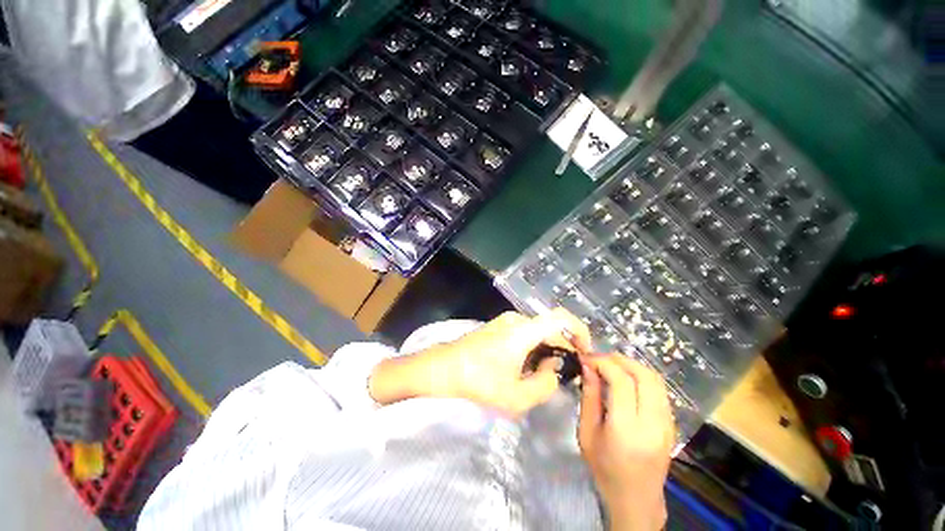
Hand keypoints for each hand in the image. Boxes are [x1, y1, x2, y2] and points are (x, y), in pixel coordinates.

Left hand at [369, 309, 591, 416]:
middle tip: (563, 377)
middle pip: (550, 329)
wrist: (442, 368)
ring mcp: (505, 322)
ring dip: (545, 352)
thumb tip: (554, 368)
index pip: (561, 318)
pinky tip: (523, 370)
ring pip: (536, 333)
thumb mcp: (517, 396)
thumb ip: (546, 384)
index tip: (586, 352)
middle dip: (561, 351)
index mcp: (523, 330)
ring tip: (540, 378)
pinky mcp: (497, 328)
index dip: (580, 331)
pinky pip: (523, 334)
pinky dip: (532, 350)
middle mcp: (516, 319)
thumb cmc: (478, 382)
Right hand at [578, 355, 674, 530]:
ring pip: (656, 380)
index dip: (603, 363)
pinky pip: (659, 390)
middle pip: (644, 376)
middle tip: (600, 357)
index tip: (587, 358)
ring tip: (611, 364)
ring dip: (632, 365)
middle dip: (620, 359)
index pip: (621, 381)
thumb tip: (587, 367)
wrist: (636, 500)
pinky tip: (626, 379)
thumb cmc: (604, 469)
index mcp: (627, 429)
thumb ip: (589, 396)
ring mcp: (667, 424)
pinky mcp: (672, 424)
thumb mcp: (586, 432)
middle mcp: (653, 423)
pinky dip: (642, 377)